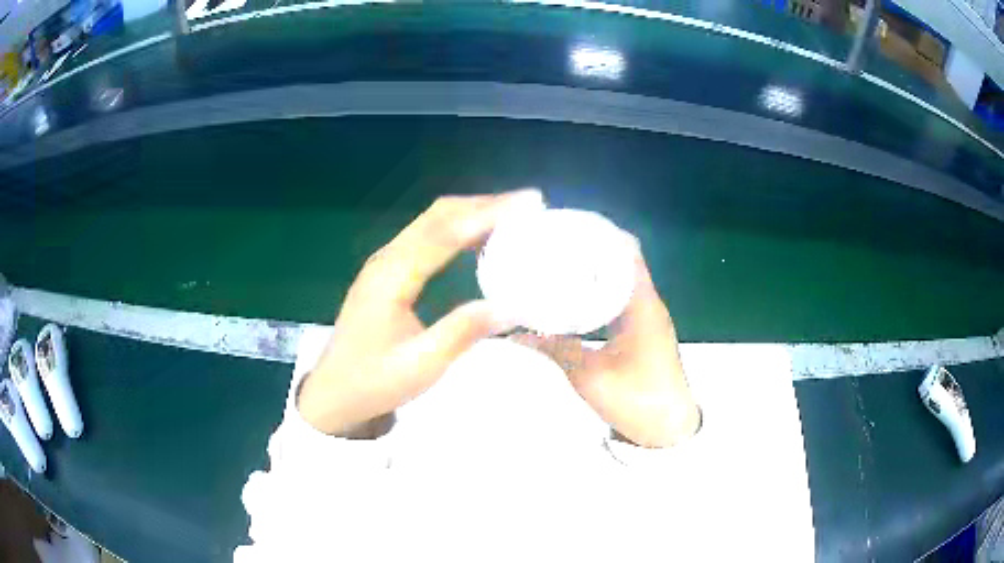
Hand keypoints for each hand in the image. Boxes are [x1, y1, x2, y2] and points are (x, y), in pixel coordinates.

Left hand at [297, 190, 544, 436]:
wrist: (333, 392)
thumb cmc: (373, 381)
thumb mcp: (422, 365)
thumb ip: (463, 331)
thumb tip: (513, 306)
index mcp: (392, 277)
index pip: (445, 232)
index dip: (487, 213)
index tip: (528, 203)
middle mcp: (387, 259)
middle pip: (437, 215)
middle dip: (483, 204)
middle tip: (528, 204)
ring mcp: (384, 263)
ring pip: (431, 222)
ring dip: (470, 212)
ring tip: (511, 215)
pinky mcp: (386, 272)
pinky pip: (425, 236)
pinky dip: (456, 228)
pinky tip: (477, 239)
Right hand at [512, 239, 700, 447]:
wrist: (668, 429)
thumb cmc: (636, 401)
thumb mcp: (588, 376)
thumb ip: (554, 349)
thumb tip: (514, 331)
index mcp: (642, 306)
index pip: (627, 252)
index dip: (600, 234)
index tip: (567, 228)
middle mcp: (649, 303)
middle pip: (624, 259)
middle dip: (592, 248)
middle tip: (555, 245)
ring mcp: (649, 316)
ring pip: (624, 278)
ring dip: (598, 268)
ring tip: (561, 263)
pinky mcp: (645, 330)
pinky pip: (623, 297)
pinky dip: (602, 289)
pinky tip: (577, 294)